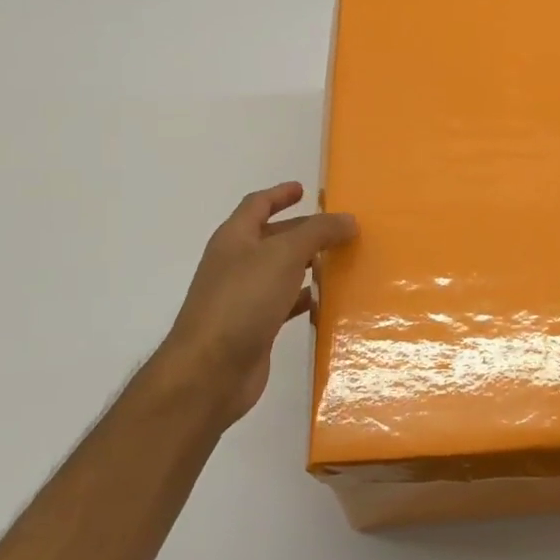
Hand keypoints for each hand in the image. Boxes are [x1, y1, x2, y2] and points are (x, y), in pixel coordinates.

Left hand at [152, 182, 356, 425]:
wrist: (210, 370)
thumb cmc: (243, 301)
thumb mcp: (284, 255)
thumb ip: (318, 232)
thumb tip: (348, 220)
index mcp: (234, 239)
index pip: (257, 205)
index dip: (279, 194)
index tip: (303, 189)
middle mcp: (236, 264)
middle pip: (272, 238)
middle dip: (303, 230)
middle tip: (338, 229)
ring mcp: (244, 298)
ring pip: (281, 272)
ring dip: (308, 264)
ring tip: (342, 261)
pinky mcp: (255, 328)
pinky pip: (285, 304)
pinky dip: (306, 299)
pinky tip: (328, 302)